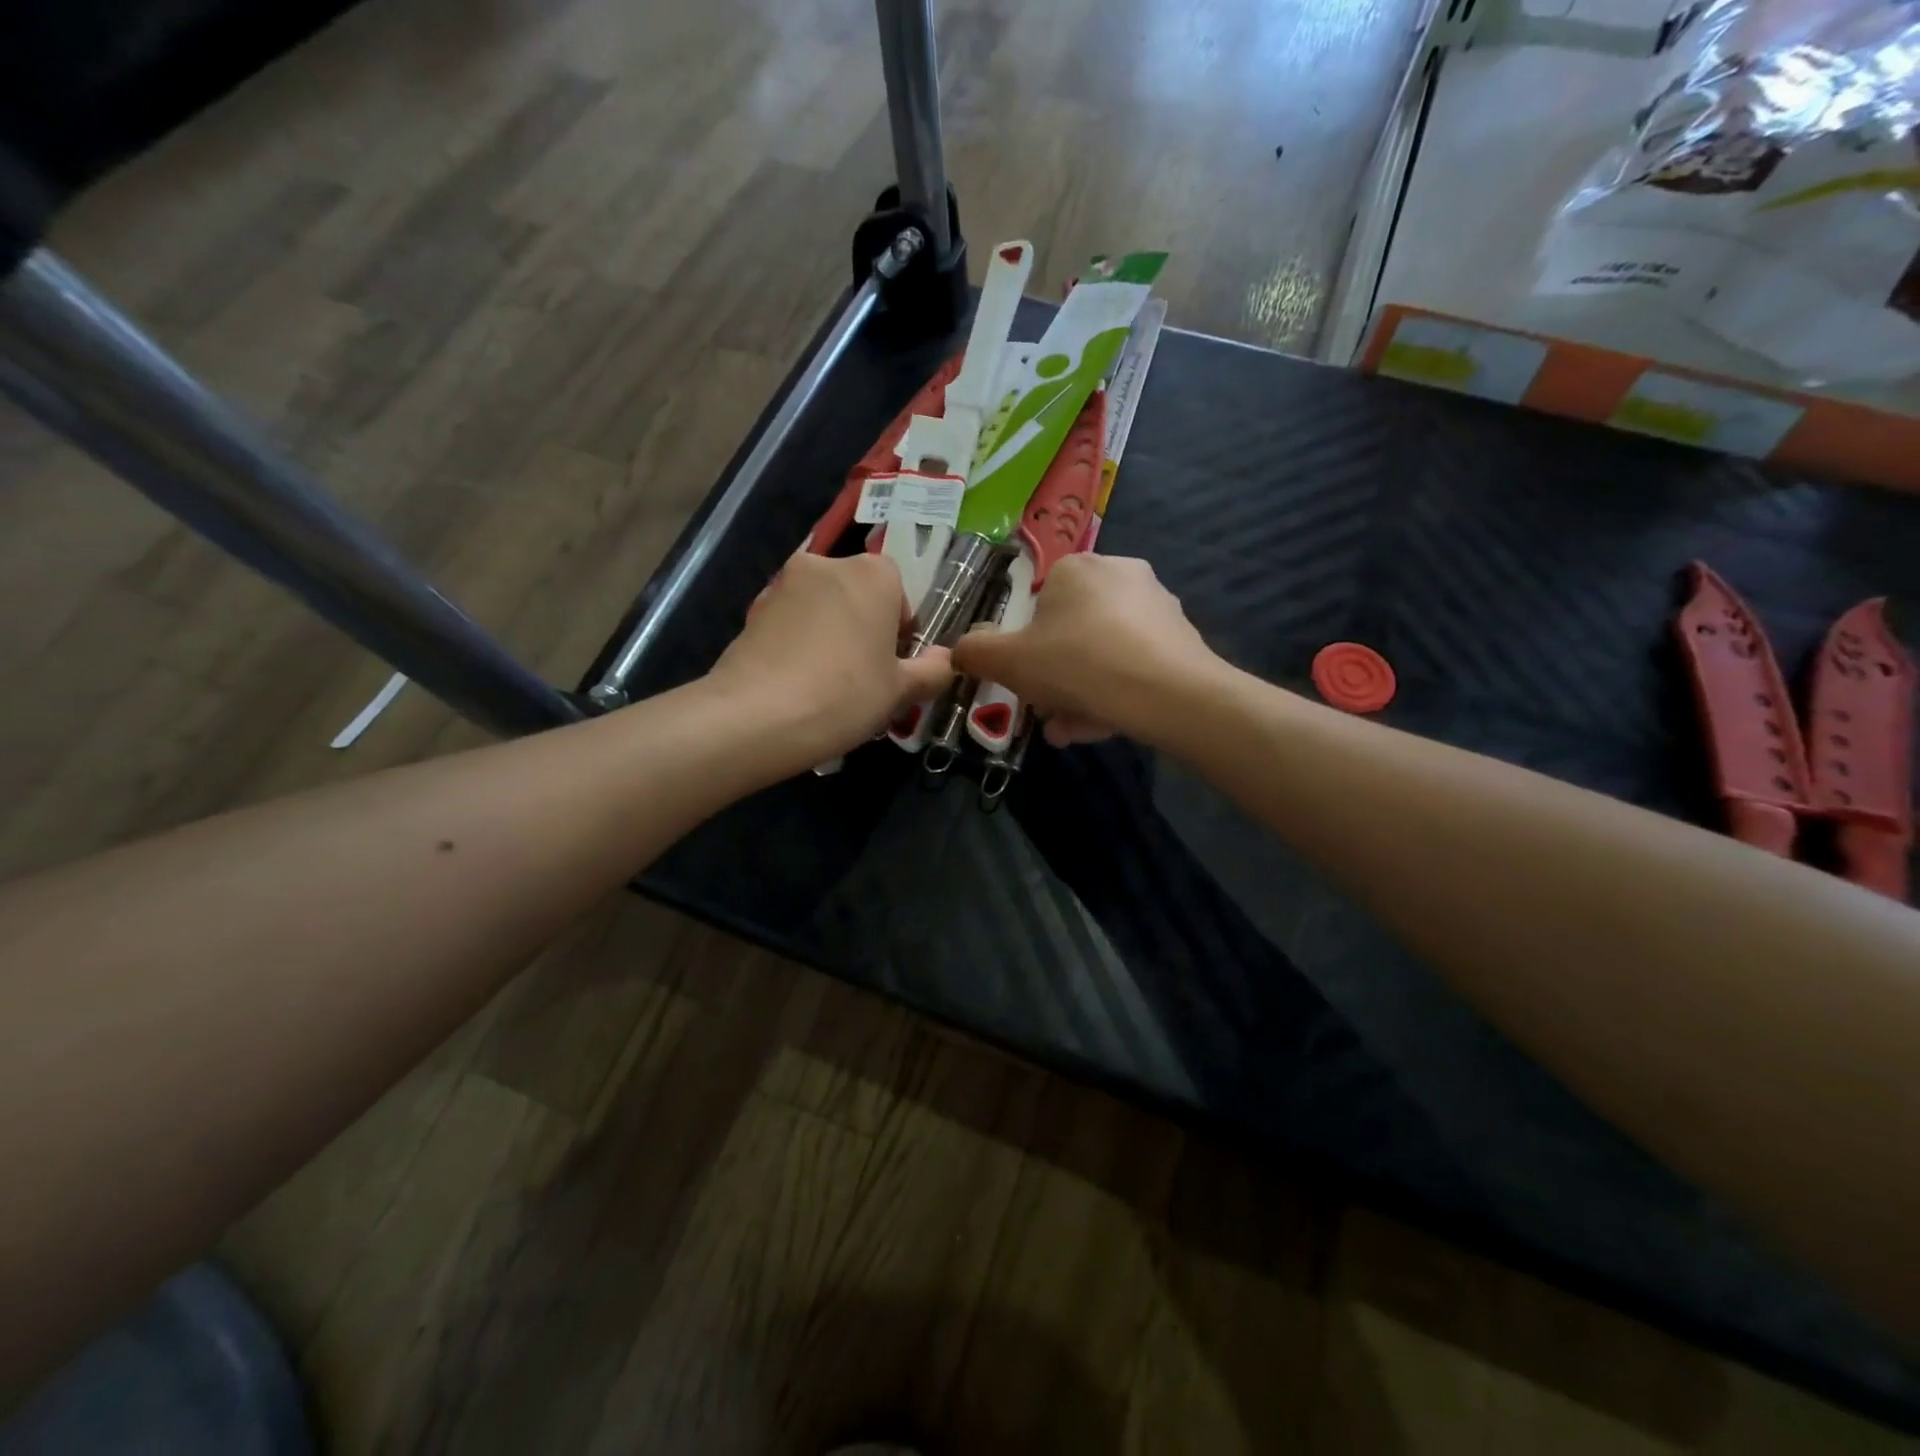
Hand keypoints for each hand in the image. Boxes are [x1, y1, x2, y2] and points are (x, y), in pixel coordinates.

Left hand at [708, 551, 952, 763]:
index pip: (899, 591)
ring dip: (831, 635)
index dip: (901, 629)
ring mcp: (783, 585)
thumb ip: (931, 671)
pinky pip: (791, 624)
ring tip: (828, 686)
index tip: (894, 665)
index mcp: (872, 574)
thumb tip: (944, 660)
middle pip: (858, 595)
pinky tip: (797, 685)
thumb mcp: (900, 691)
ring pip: (822, 609)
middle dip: (865, 628)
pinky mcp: (752, 611)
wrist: (755, 716)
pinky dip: (799, 645)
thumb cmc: (844, 695)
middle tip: (865, 677)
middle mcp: (826, 565)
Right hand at [950, 554, 1220, 747]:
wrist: (1170, 694)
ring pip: (1102, 654)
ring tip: (1072, 732)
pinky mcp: (1182, 637)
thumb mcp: (1010, 662)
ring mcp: (1156, 605)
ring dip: (1080, 693)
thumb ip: (976, 653)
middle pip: (1070, 634)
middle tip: (1048, 714)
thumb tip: (959, 650)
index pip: (1038, 606)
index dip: (1025, 649)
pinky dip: (1114, 692)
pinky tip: (1106, 725)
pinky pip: (1133, 664)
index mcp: (1076, 567)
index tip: (1026, 683)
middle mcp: (1119, 574)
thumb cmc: (1078, 664)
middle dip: (1054, 679)